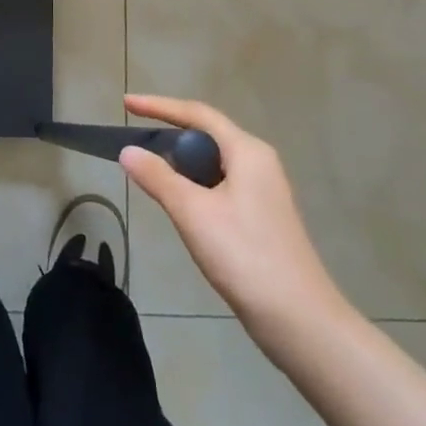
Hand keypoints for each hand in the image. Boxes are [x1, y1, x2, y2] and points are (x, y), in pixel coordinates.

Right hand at [121, 94, 350, 340]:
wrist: (299, 320)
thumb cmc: (245, 256)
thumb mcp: (193, 213)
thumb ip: (157, 178)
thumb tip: (127, 151)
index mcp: (247, 151)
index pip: (197, 114)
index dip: (159, 106)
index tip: (126, 104)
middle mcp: (259, 162)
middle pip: (206, 135)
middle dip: (170, 134)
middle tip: (135, 141)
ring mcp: (263, 191)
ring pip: (213, 163)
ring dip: (181, 163)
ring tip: (150, 171)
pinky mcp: (261, 217)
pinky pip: (220, 185)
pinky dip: (195, 185)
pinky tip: (179, 204)